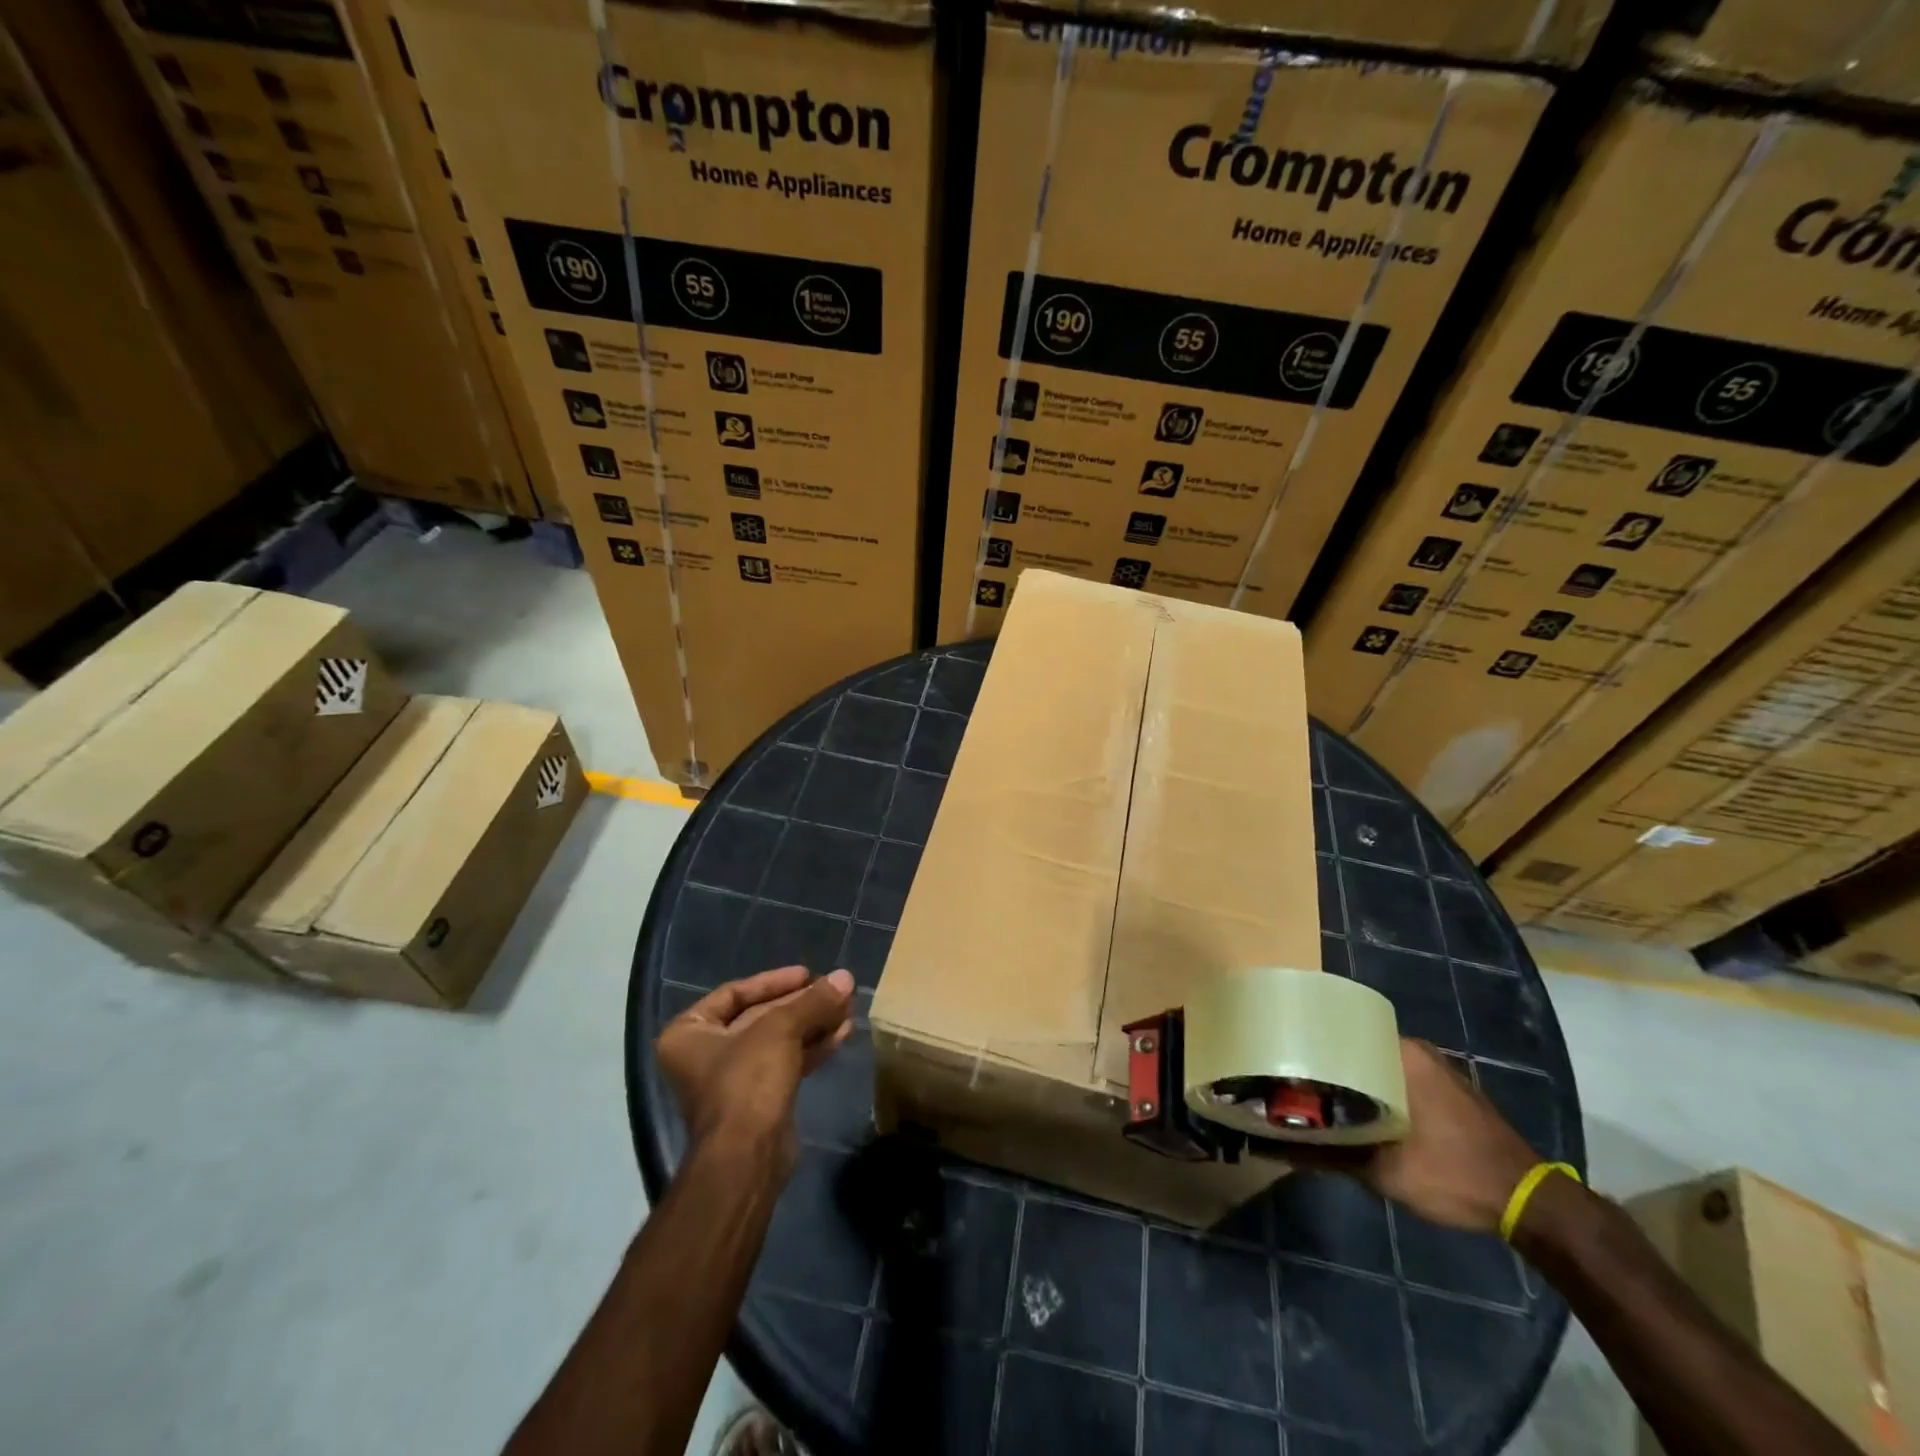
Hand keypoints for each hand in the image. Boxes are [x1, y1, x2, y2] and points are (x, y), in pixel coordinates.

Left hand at [657, 966, 854, 1175]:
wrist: (746, 1158)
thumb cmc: (747, 1081)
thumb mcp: (780, 1029)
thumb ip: (812, 1001)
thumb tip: (846, 976)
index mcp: (688, 1033)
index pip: (734, 993)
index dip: (774, 981)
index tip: (808, 974)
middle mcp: (705, 1055)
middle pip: (760, 1016)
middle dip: (801, 1003)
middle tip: (836, 989)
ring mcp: (732, 1080)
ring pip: (778, 1040)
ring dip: (813, 1023)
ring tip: (847, 1007)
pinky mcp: (759, 1101)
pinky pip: (787, 1062)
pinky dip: (812, 1047)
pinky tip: (842, 1033)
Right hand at [1299, 1039, 1538, 1233]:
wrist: (1530, 1204)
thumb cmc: (1454, 1174)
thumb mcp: (1386, 1172)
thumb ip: (1331, 1156)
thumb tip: (1277, 1148)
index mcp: (1402, 1053)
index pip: (1341, 1033)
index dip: (1311, 1049)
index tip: (1286, 1064)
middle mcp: (1418, 1051)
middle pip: (1358, 1052)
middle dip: (1330, 1070)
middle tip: (1298, 1087)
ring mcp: (1437, 1070)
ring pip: (1379, 1068)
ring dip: (1356, 1084)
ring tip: (1322, 1100)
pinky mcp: (1449, 1092)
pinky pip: (1400, 1081)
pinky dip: (1380, 1094)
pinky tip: (1362, 1115)